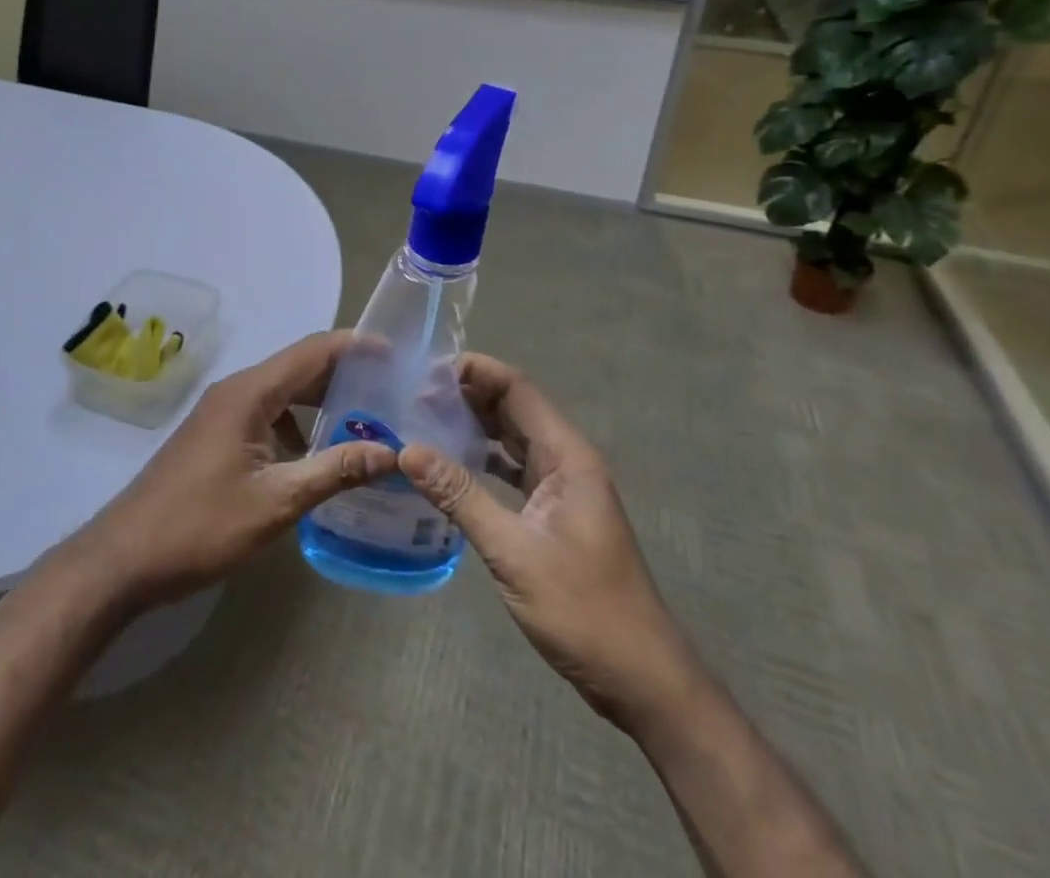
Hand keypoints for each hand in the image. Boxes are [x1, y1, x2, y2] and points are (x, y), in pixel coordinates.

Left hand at [67, 332, 397, 609]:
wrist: (125, 557)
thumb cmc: (201, 525)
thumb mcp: (276, 502)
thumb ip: (334, 471)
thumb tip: (391, 452)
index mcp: (250, 393)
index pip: (312, 352)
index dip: (355, 346)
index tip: (396, 354)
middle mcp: (236, 391)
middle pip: (299, 368)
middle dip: (344, 375)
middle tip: (392, 392)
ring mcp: (222, 412)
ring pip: (282, 393)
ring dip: (322, 402)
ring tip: (366, 422)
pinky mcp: (216, 435)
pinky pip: (266, 415)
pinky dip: (297, 424)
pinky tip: (317, 455)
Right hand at [398, 355, 702, 732]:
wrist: (641, 680)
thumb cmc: (584, 610)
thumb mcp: (513, 551)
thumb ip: (460, 495)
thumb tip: (407, 450)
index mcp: (568, 456)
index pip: (517, 389)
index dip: (475, 371)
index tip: (424, 369)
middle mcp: (567, 461)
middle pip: (513, 408)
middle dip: (466, 395)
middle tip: (411, 393)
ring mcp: (562, 488)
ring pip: (512, 438)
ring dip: (472, 426)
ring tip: (421, 420)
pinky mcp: (554, 513)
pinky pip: (513, 470)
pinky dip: (482, 460)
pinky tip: (448, 466)